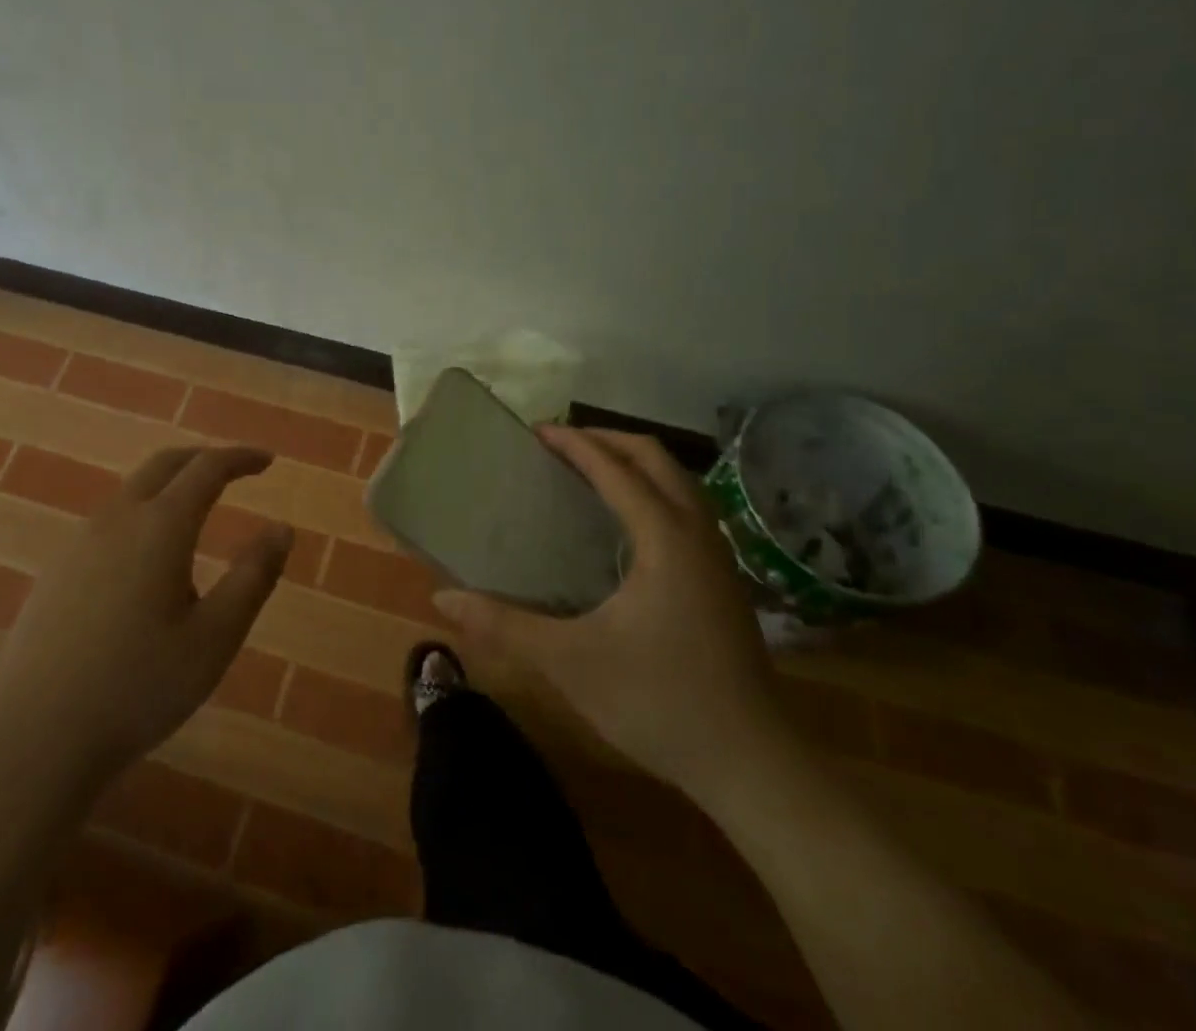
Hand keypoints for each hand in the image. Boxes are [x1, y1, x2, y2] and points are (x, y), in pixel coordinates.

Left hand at [0, 446, 290, 789]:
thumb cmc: (138, 686)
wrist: (34, 737)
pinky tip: (147, 564)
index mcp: (160, 526)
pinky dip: (142, 515)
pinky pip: (110, 521)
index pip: (207, 468)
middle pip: (164, 465)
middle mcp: (117, 519)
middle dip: (203, 459)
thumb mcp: (215, 638)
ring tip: (197, 519)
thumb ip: (253, 577)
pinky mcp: (56, 570)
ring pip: (133, 492)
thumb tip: (282, 529)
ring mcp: (79, 542)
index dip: (240, 458)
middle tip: (234, 470)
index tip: (267, 461)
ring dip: (170, 487)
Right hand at [435, 427, 788, 802]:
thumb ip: (504, 625)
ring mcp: (718, 557)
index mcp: (664, 539)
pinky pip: (687, 508)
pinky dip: (653, 490)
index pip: (616, 469)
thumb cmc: (658, 702)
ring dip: (634, 463)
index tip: (536, 431)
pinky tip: (626, 523)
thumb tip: (443, 599)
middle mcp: (697, 534)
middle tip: (560, 443)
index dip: (575, 444)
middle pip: (656, 458)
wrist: (752, 765)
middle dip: (607, 440)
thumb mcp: (569, 662)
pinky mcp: (724, 581)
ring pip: (679, 481)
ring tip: (589, 470)